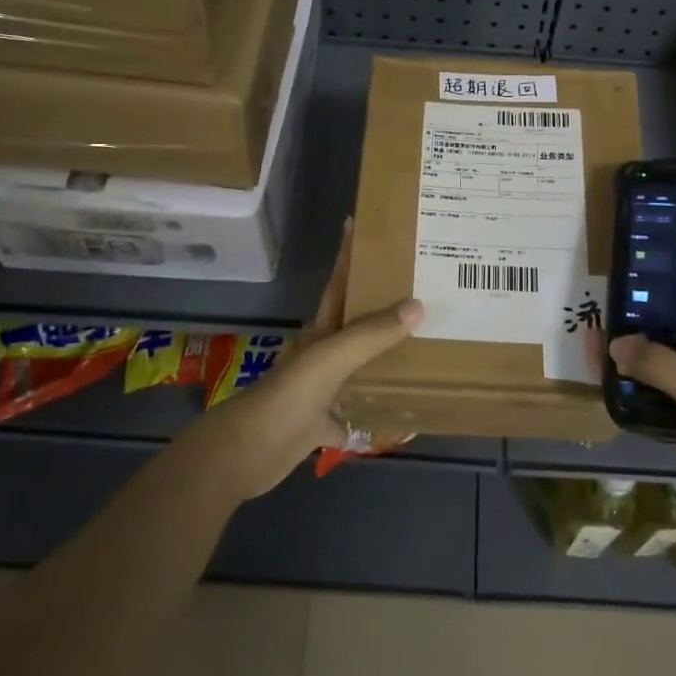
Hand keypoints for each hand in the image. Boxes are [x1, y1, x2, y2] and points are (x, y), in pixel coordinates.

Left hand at [188, 219, 421, 498]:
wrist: (248, 452)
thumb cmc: (289, 395)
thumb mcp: (332, 358)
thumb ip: (372, 334)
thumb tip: (417, 305)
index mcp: (322, 331)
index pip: (340, 283)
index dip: (348, 253)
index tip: (361, 223)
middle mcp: (323, 355)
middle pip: (356, 325)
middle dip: (383, 308)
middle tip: (423, 292)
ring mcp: (321, 391)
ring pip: (361, 369)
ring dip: (387, 361)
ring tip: (426, 348)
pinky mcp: (323, 423)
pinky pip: (358, 414)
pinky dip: (379, 414)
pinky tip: (406, 415)